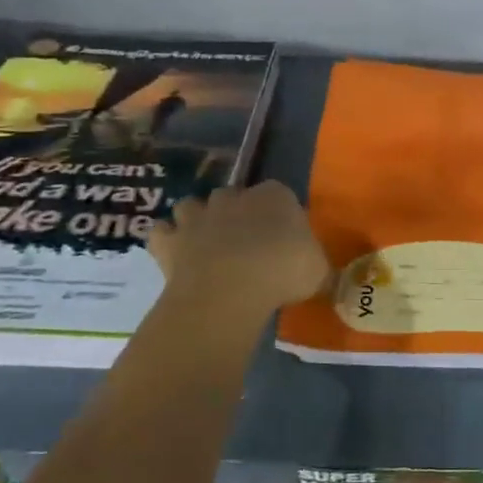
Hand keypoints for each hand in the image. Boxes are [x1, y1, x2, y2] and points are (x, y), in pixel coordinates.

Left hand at [148, 182, 330, 311]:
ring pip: (191, 206)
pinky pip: (162, 233)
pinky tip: (175, 255)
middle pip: (232, 196)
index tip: (282, 238)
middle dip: (235, 213)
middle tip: (244, 243)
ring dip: (195, 220)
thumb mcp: (318, 271)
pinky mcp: (170, 240)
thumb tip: (320, 274)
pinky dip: (166, 240)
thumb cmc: (283, 271)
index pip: (279, 194)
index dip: (278, 214)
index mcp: (275, 196)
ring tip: (205, 245)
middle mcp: (233, 197)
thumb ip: (316, 266)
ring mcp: (197, 216)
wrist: (230, 287)